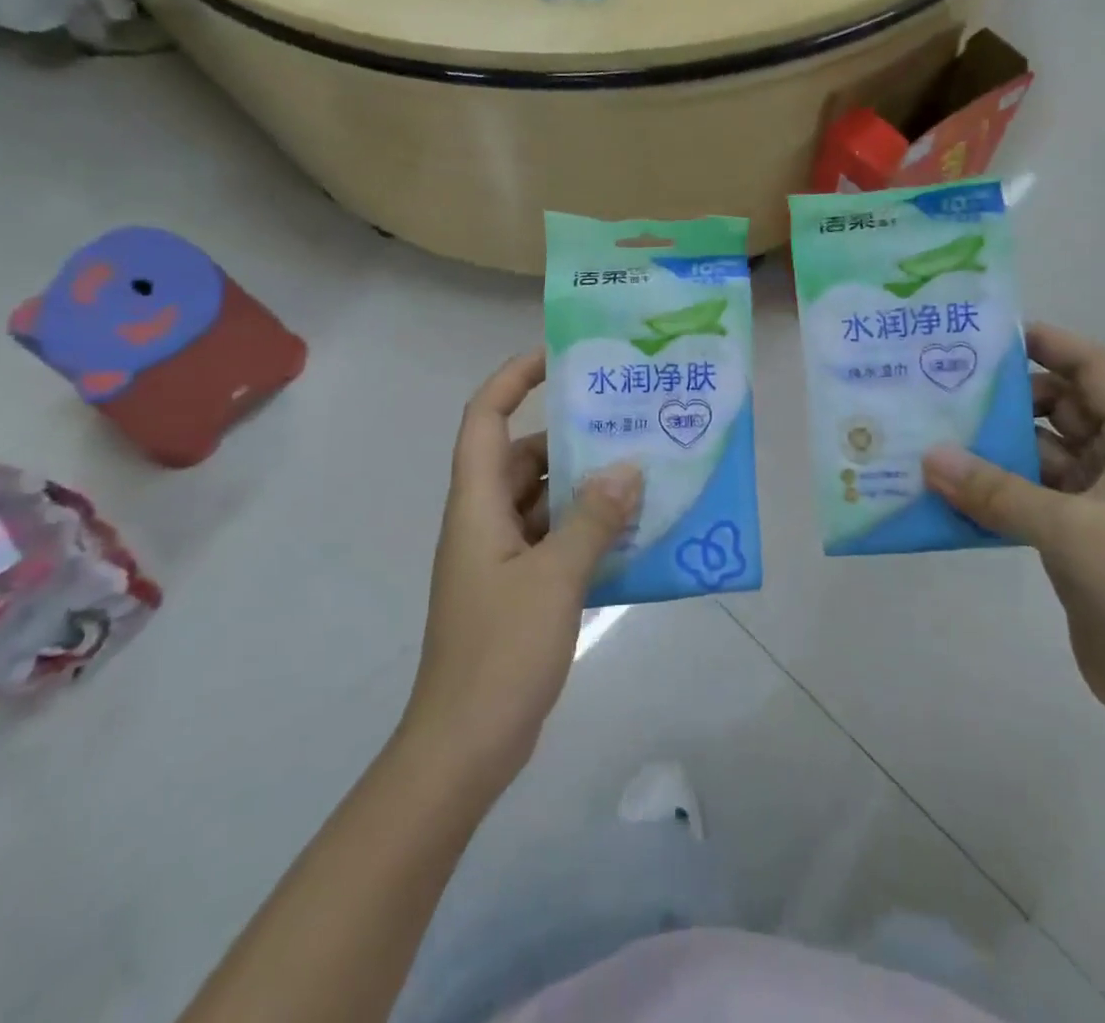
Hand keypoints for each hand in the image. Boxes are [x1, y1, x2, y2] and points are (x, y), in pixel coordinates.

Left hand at [401, 354, 641, 792]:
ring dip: (583, 486)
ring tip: (640, 471)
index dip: (513, 378)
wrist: (464, 747)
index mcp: (477, 505)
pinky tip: (630, 532)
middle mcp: (483, 520)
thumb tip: (628, 468)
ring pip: (542, 499)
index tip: (558, 357)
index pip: (485, 418)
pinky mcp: (516, 588)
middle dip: (568, 436)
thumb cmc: (500, 653)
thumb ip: (593, 519)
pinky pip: (553, 538)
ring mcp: (499, 557)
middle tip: (624, 421)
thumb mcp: (555, 578)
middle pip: (522, 457)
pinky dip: (585, 529)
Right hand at [922, 323, 1104, 738]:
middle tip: (949, 386)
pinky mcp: (1077, 538)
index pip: (1097, 371)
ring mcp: (1099, 504)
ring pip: (1042, 454)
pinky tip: (951, 490)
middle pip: (1064, 408)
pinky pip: (1030, 495)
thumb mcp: (1066, 530)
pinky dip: (996, 490)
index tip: (996, 334)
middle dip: (1012, 397)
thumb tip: (930, 458)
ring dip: (997, 447)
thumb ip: (995, 490)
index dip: (1053, 344)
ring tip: (937, 434)